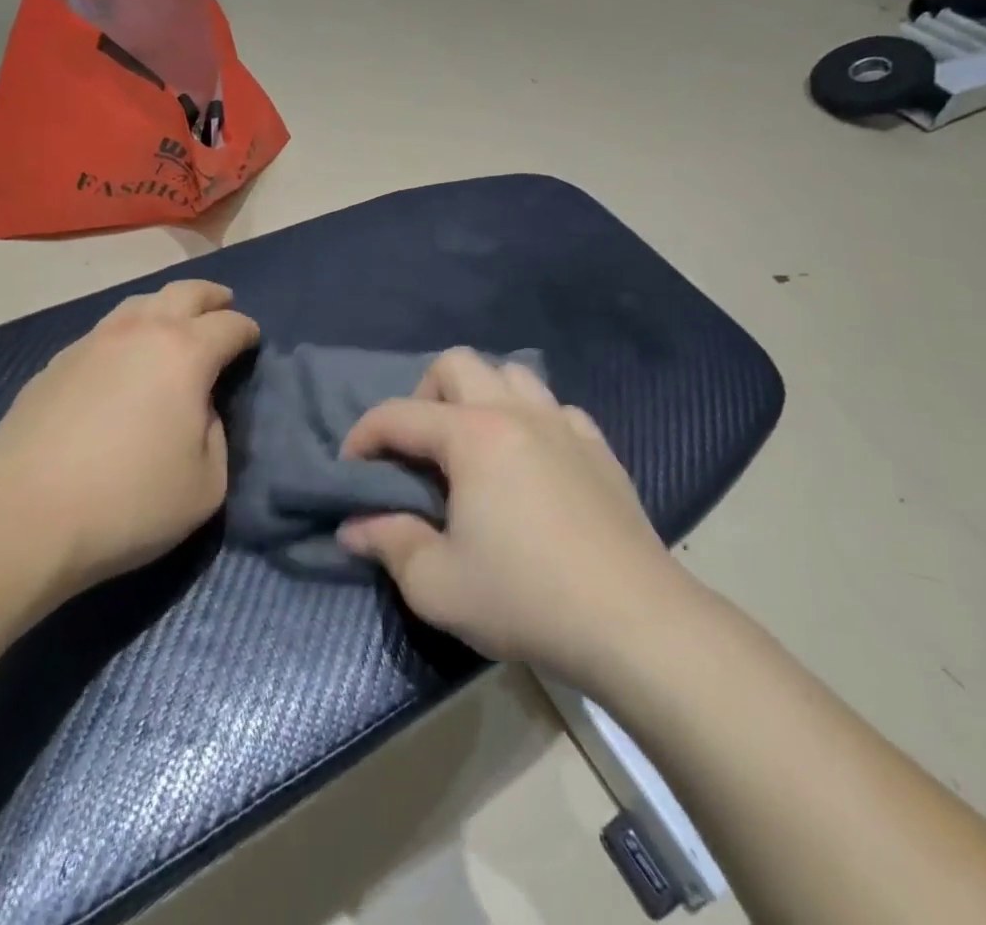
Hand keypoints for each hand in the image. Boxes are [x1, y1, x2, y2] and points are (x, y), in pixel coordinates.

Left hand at [0, 280, 258, 589]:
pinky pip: (103, 332)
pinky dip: (126, 335)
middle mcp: (140, 332)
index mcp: (185, 353)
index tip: (253, 342)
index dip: (248, 331)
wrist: (22, 518)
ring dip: (165, 307)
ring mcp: (92, 342)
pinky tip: (122, 363)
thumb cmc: (129, 503)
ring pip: (138, 303)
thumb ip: (216, 435)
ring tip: (173, 326)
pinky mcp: (55, 364)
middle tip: (223, 305)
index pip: (230, 325)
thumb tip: (199, 409)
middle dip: (211, 296)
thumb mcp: (206, 484)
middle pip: (184, 292)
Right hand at [337, 350, 686, 689]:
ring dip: (480, 396)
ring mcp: (563, 424)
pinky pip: (555, 409)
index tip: (350, 469)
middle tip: (418, 448)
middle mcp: (515, 412)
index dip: (363, 435)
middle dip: (423, 395)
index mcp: (471, 435)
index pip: (398, 414)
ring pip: (511, 374)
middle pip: (456, 363)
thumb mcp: (437, 584)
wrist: (635, 622)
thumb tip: (353, 526)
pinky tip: (532, 462)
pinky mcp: (599, 447)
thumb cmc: (526, 599)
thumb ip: (389, 544)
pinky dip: (531, 420)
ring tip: (473, 445)